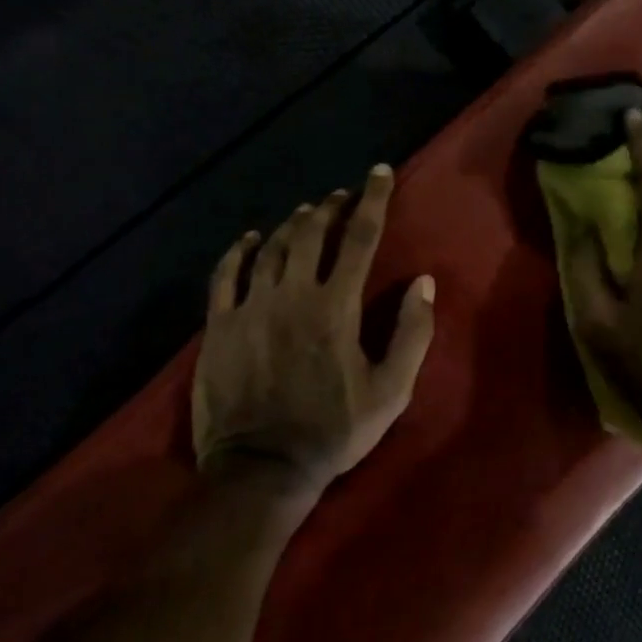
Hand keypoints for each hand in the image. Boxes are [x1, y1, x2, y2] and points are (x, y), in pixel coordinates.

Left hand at [192, 164, 436, 498]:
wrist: (262, 468)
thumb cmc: (334, 430)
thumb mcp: (391, 390)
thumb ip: (412, 333)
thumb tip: (422, 282)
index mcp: (336, 306)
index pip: (360, 238)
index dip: (373, 200)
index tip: (379, 173)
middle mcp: (292, 294)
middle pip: (312, 232)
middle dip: (331, 206)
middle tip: (342, 196)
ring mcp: (251, 307)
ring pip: (273, 247)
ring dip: (294, 223)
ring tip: (307, 212)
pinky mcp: (219, 325)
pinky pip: (226, 274)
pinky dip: (240, 250)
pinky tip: (251, 238)